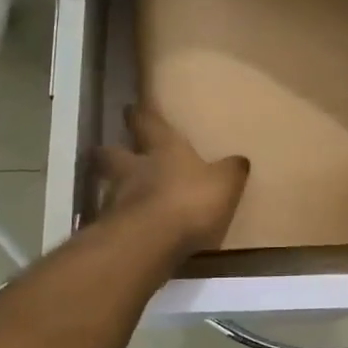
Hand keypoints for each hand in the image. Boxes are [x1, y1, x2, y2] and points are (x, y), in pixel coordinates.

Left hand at [94, 105, 249, 255]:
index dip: (142, 114)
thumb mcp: (224, 184)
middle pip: (111, 154)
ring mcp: (116, 199)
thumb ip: (231, 171)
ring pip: (108, 186)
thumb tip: (241, 160)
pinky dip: (118, 221)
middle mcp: (134, 168)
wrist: (150, 241)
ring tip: (121, 196)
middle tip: (106, 150)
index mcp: (163, 149)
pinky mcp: (110, 229)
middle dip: (109, 151)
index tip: (131, 106)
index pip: (148, 122)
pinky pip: (112, 219)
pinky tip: (128, 229)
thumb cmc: (189, 201)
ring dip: (112, 188)